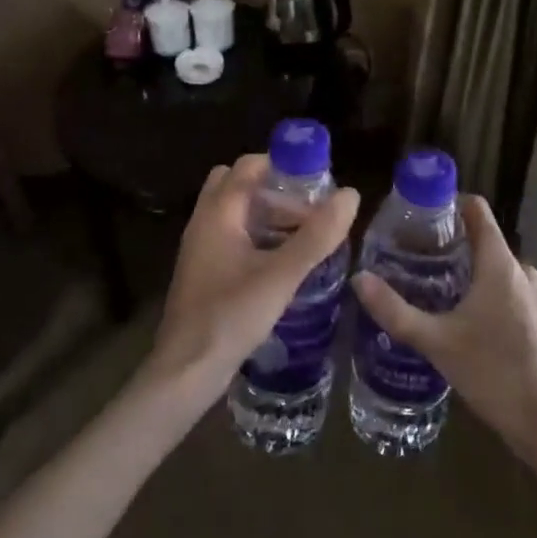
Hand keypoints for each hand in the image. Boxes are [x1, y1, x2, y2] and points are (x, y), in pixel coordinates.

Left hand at [143, 155, 359, 404]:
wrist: (186, 371)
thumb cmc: (230, 316)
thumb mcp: (281, 276)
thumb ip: (316, 236)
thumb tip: (350, 195)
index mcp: (217, 213)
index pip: (248, 166)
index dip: (282, 166)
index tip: (316, 182)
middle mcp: (204, 222)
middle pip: (239, 185)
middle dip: (275, 191)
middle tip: (308, 210)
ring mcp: (201, 248)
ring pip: (235, 213)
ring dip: (266, 215)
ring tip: (305, 236)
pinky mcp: (204, 272)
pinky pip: (232, 238)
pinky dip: (257, 238)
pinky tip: (283, 263)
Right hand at [351, 195, 536, 463]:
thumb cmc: (494, 374)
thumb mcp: (436, 342)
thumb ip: (395, 311)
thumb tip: (358, 279)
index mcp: (500, 264)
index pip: (477, 210)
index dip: (449, 204)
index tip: (419, 215)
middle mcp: (522, 272)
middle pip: (483, 240)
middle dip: (450, 243)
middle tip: (414, 256)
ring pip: (496, 269)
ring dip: (468, 271)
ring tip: (432, 286)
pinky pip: (508, 292)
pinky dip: (485, 293)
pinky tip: (462, 320)